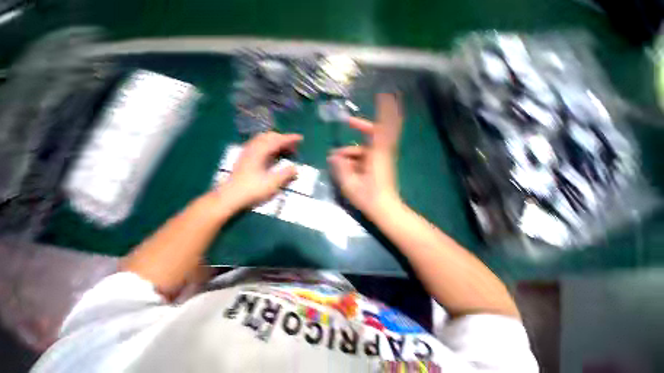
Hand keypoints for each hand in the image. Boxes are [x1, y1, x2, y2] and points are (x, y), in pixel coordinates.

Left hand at [217, 132, 301, 210]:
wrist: (230, 197)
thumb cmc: (252, 190)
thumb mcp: (272, 183)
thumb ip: (285, 174)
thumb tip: (295, 168)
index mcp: (260, 152)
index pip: (277, 140)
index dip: (290, 138)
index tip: (300, 138)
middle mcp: (253, 148)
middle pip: (270, 137)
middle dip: (283, 139)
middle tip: (294, 146)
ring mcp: (247, 152)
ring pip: (263, 140)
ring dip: (276, 141)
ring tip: (285, 149)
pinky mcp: (245, 157)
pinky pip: (259, 145)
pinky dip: (269, 145)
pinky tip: (272, 153)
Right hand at [327, 93, 403, 216]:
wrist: (385, 209)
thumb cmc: (368, 197)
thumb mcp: (350, 184)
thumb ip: (341, 168)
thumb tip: (334, 156)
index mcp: (377, 155)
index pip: (382, 128)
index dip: (384, 111)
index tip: (383, 96)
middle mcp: (381, 153)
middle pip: (376, 132)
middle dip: (362, 126)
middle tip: (349, 121)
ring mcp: (381, 159)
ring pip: (366, 146)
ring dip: (352, 149)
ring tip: (336, 158)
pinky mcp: (380, 166)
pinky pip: (367, 153)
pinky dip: (356, 154)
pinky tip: (345, 162)